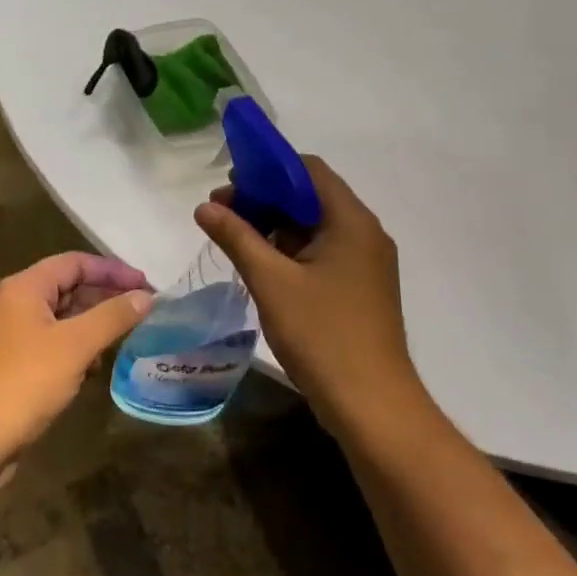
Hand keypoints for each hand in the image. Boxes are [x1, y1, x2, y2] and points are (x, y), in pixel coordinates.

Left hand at [0, 253, 152, 469]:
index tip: (146, 285)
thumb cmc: (25, 381)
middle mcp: (19, 304)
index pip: (75, 263)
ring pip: (65, 317)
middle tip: (145, 309)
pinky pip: (57, 343)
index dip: (112, 270)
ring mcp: (17, 335)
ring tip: (130, 334)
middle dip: (107, 296)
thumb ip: (112, 316)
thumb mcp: (75, 345)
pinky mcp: (20, 364)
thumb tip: (146, 296)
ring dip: (96, 323)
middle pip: (70, 287)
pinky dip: (81, 347)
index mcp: (26, 287)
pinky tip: (100, 364)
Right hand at [194, 156, 419, 432]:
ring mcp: (364, 262)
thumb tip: (204, 206)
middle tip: (222, 214)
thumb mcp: (271, 281)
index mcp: (351, 221)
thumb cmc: (322, 335)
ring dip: (274, 225)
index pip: (308, 170)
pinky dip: (289, 249)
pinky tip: (259, 265)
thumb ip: (237, 237)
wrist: (372, 406)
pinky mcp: (359, 287)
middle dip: (265, 198)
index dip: (268, 169)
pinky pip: (321, 251)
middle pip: (310, 196)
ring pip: (314, 226)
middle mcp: (364, 233)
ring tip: (234, 239)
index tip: (231, 185)